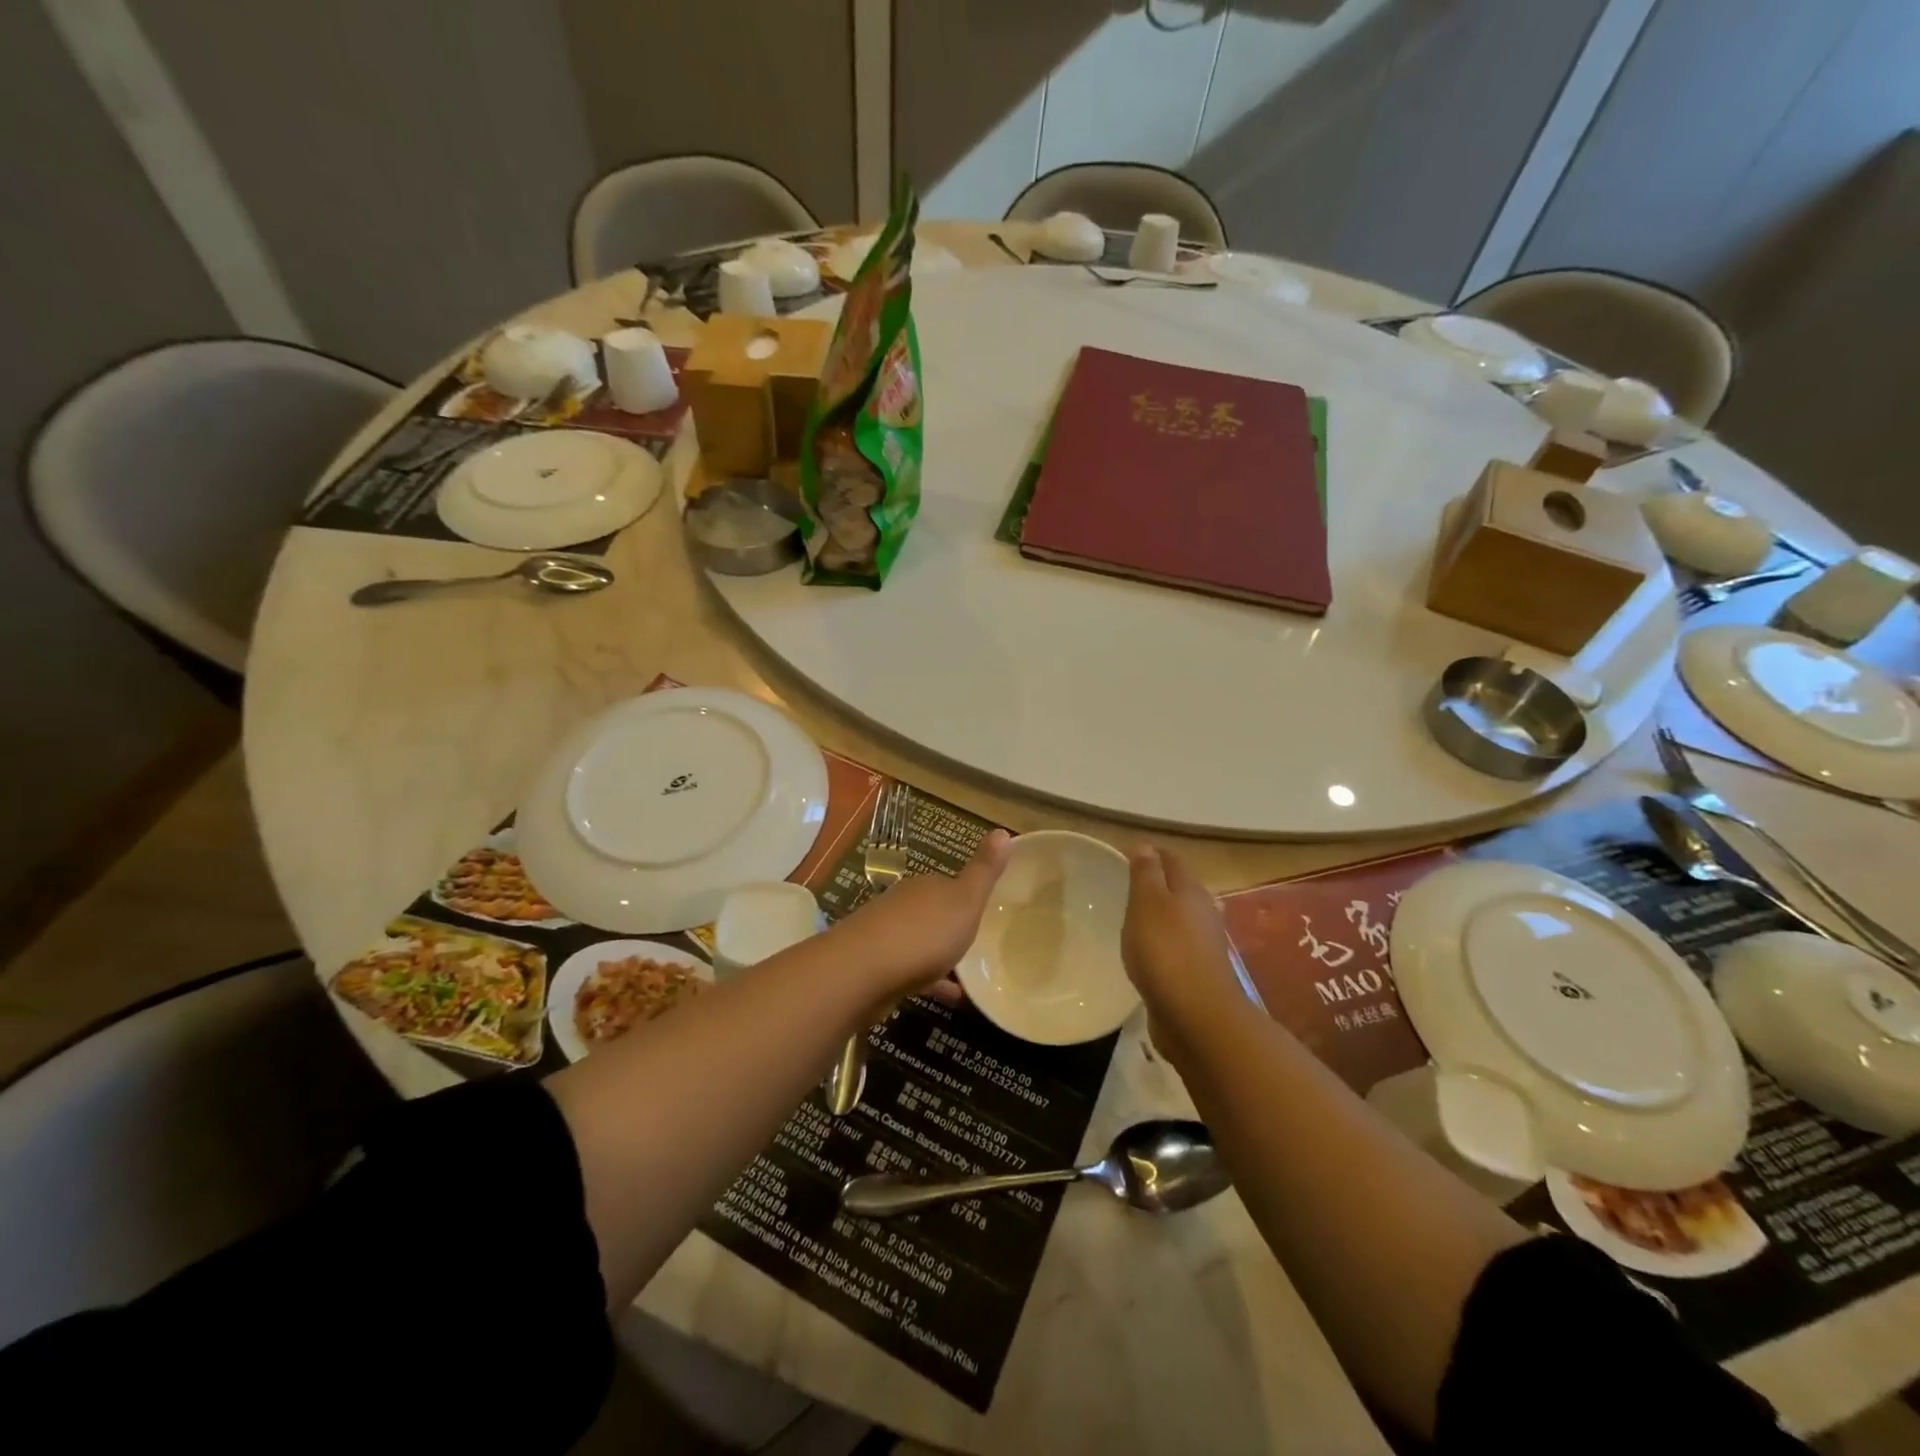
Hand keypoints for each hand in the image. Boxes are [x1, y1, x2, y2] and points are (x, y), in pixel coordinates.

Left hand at [831, 830, 1011, 1010]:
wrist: (862, 972)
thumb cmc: (923, 934)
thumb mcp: (965, 900)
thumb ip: (984, 871)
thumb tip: (1004, 830)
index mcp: (927, 886)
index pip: (948, 884)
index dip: (967, 894)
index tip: (986, 908)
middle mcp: (904, 904)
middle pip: (932, 911)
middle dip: (951, 923)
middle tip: (981, 941)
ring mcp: (886, 935)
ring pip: (920, 941)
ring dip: (940, 953)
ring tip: (970, 972)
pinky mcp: (877, 967)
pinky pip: (912, 971)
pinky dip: (932, 981)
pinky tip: (952, 997)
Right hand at [1123, 845, 1246, 1060]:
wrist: (1196, 1015)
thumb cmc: (1165, 950)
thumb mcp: (1147, 903)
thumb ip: (1146, 873)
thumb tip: (1146, 846)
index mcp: (1191, 890)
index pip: (1171, 860)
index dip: (1151, 853)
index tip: (1126, 854)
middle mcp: (1203, 912)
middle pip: (1180, 888)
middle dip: (1158, 883)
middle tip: (1127, 884)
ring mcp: (1204, 945)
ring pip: (1181, 918)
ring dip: (1162, 914)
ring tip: (1133, 917)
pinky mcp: (1198, 973)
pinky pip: (1178, 947)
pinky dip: (1163, 942)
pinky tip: (1147, 953)